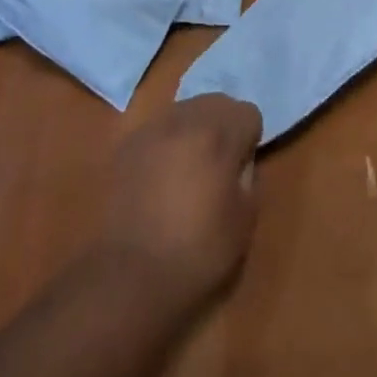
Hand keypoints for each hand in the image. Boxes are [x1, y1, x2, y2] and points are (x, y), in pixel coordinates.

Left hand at [96, 94, 262, 311]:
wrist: (131, 274)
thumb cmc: (198, 251)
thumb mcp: (244, 219)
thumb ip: (249, 177)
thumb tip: (240, 162)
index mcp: (218, 135)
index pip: (248, 111)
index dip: (251, 138)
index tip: (243, 166)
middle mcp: (184, 120)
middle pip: (216, 102)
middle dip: (224, 125)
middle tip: (221, 162)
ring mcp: (151, 130)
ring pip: (184, 109)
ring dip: (195, 128)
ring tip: (190, 166)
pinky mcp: (126, 146)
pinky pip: (157, 128)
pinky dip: (167, 141)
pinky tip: (162, 175)